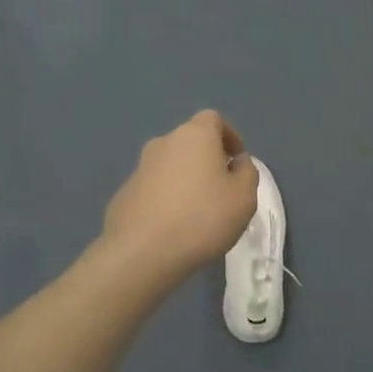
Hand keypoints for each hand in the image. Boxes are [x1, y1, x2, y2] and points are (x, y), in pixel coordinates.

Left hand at [102, 110, 259, 281]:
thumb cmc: (203, 218)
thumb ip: (247, 172)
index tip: (237, 161)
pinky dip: (166, 198)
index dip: (229, 136)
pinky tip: (173, 226)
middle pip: (190, 141)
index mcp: (195, 135)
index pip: (213, 119)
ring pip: (171, 165)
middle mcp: (164, 142)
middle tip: (221, 188)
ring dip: (186, 179)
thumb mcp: (244, 197)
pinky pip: (154, 187)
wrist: (142, 252)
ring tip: (197, 211)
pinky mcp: (125, 192)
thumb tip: (237, 162)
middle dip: (207, 159)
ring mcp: (140, 167)